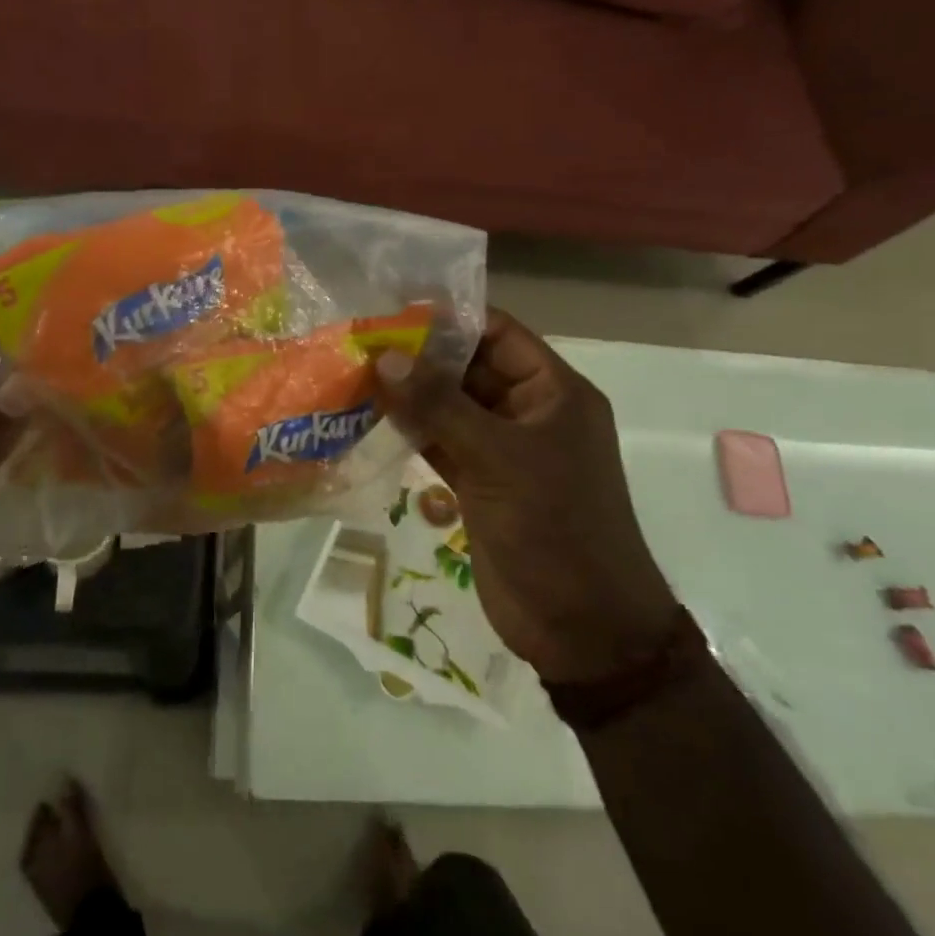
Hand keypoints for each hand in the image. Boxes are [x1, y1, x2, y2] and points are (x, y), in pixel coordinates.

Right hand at [377, 310, 679, 684]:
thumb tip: (384, 357)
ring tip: (354, 373)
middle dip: (419, 357)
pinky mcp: (479, 484)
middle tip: (360, 340)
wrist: (581, 626)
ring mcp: (502, 450)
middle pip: (469, 368)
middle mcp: (528, 413)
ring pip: (449, 407)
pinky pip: (440, 443)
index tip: (393, 309)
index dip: (450, 318)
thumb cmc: (553, 526)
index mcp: (553, 392)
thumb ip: (439, 405)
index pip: (499, 333)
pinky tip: (368, 418)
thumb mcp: (497, 458)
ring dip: (408, 394)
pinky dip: (409, 431)